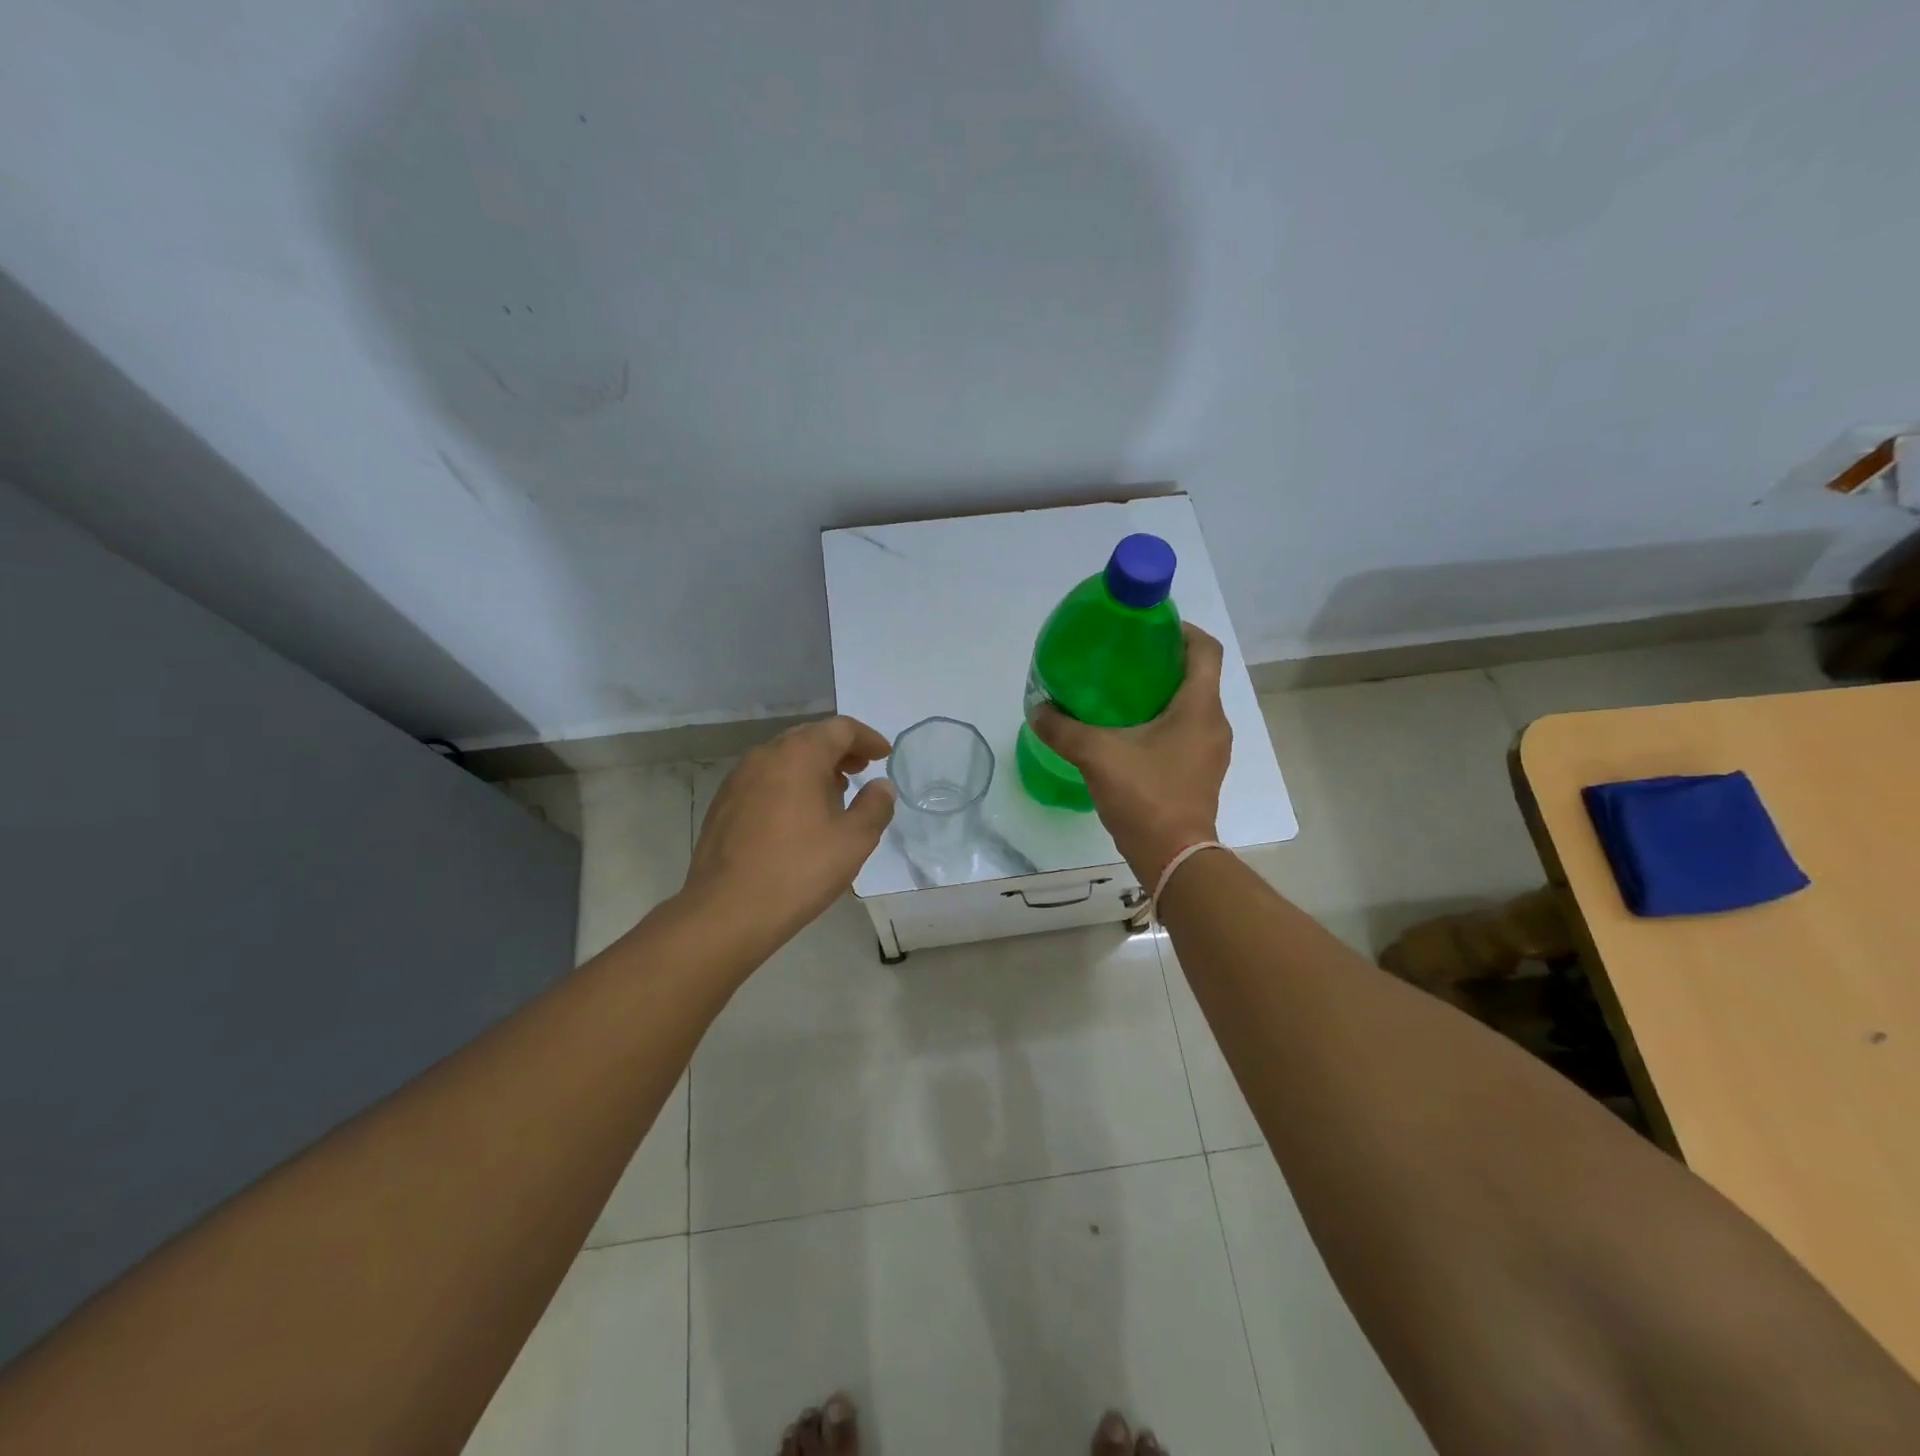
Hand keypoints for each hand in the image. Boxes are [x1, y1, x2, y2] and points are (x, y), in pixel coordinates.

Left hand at [682, 716, 894, 952]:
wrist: (726, 911)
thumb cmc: (798, 870)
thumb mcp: (854, 841)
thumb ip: (875, 806)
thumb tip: (881, 786)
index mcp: (799, 755)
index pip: (840, 729)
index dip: (867, 738)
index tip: (884, 755)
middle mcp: (765, 756)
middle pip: (810, 737)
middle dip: (840, 750)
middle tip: (861, 769)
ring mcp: (738, 779)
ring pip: (784, 758)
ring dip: (813, 767)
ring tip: (834, 794)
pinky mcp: (723, 804)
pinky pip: (764, 780)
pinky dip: (789, 784)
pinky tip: (798, 816)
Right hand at [1030, 623, 1230, 888]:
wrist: (1174, 858)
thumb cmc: (1145, 796)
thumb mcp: (1097, 755)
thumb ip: (1063, 729)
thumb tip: (1038, 709)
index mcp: (1199, 707)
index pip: (1205, 650)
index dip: (1181, 630)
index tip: (1148, 628)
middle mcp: (1214, 723)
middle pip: (1197, 676)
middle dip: (1163, 663)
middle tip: (1123, 660)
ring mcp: (1211, 751)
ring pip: (1191, 707)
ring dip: (1163, 695)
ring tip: (1121, 695)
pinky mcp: (1202, 773)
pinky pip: (1186, 733)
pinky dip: (1163, 723)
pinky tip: (1129, 735)